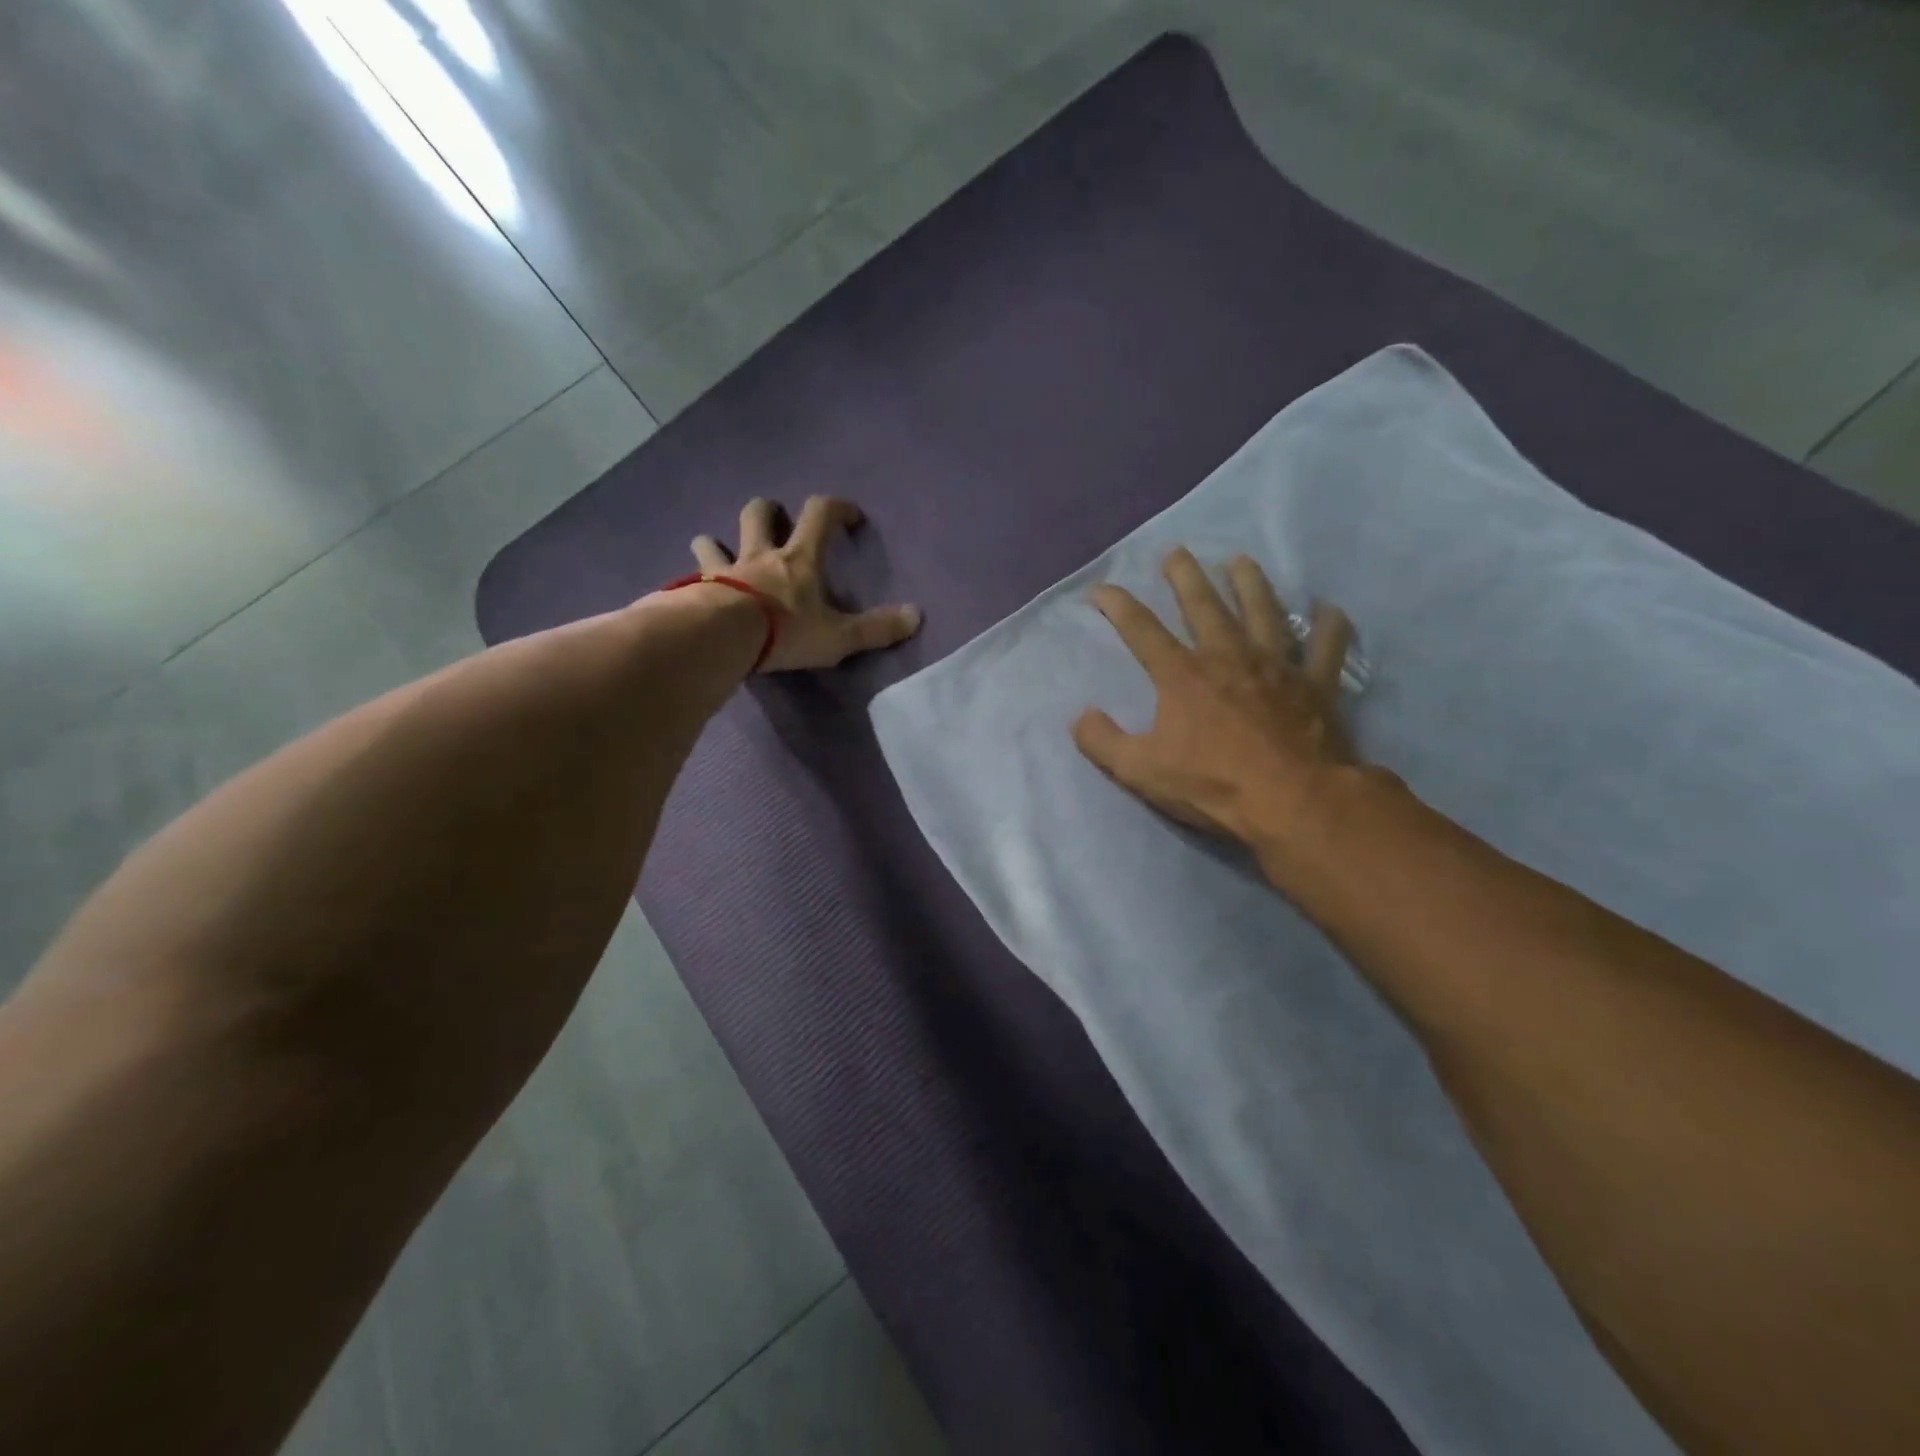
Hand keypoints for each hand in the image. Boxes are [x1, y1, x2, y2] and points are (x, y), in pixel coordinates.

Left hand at [692, 496, 921, 671]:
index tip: (850, 517)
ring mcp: (723, 570)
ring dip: (717, 542)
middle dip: (769, 512)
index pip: (820, 514)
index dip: (837, 508)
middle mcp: (759, 555)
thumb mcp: (839, 636)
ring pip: (713, 540)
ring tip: (721, 554)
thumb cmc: (786, 632)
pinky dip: (692, 579)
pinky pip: (689, 576)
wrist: (722, 637)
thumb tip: (917, 616)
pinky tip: (693, 591)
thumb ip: (876, 629)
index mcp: (799, 560)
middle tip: (777, 525)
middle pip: (759, 513)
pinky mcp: (694, 589)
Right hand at [1073, 548, 1357, 845]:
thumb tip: (1080, 716)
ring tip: (1241, 561)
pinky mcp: (1315, 685)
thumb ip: (1103, 741)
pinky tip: (1330, 610)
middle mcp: (1228, 657)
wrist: (1291, 800)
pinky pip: (1326, 648)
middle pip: (1204, 606)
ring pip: (1263, 612)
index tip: (1101, 589)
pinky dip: (1330, 628)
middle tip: (1177, 552)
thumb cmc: (1211, 783)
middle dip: (1185, 577)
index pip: (1141, 629)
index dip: (1118, 605)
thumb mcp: (1139, 770)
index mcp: (1182, 675)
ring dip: (1251, 584)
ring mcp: (1276, 667)